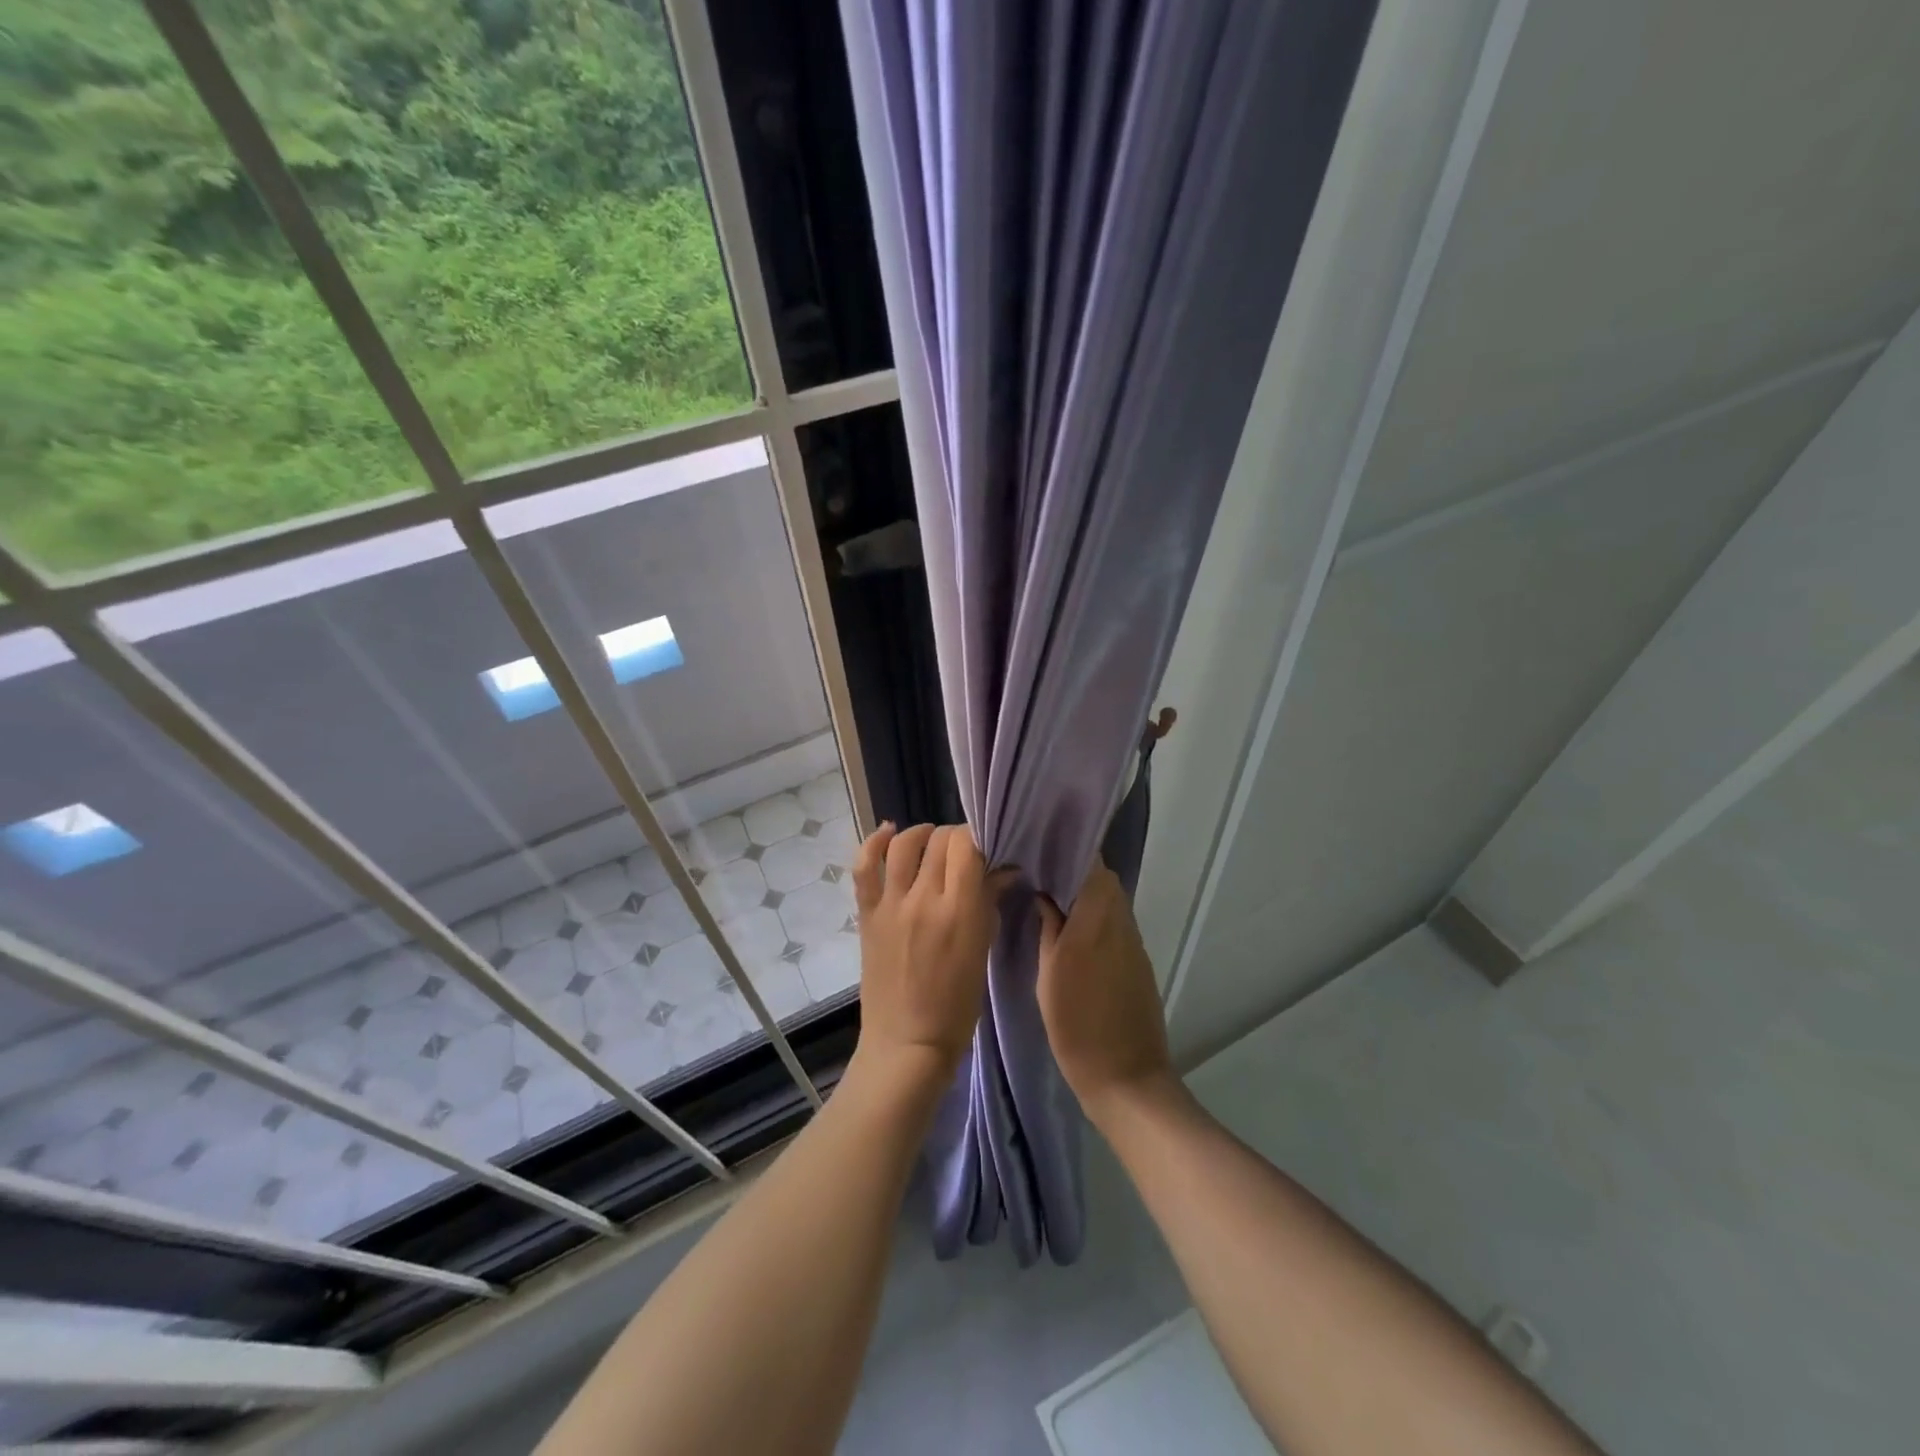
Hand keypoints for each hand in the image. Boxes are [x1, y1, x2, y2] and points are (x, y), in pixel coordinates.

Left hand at [851, 822, 1009, 1080]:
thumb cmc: (956, 1006)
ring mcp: (891, 905)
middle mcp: (923, 899)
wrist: (907, 1043)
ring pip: (904, 845)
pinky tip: (888, 833)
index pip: (967, 846)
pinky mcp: (867, 914)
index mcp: (959, 911)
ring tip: (931, 839)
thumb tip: (1003, 870)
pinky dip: (874, 843)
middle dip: (956, 838)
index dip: (977, 838)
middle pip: (940, 841)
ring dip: (921, 834)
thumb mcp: (982, 952)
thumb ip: (989, 904)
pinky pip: (864, 868)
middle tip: (963, 853)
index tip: (984, 850)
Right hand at [1036, 859, 1173, 1121]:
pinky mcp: (1138, 959)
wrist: (1126, 1077)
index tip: (1041, 845)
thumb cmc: (1077, 1027)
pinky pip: (1116, 921)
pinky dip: (1096, 914)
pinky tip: (1072, 926)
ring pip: (1111, 899)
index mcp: (1096, 921)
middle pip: (1104, 878)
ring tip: (1051, 895)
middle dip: (1075, 868)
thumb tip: (1045, 894)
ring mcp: (1133, 941)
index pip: (1091, 865)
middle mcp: (1120, 922)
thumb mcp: (1049, 976)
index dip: (1069, 849)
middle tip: (1040, 871)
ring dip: (1086, 892)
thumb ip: (1050, 928)